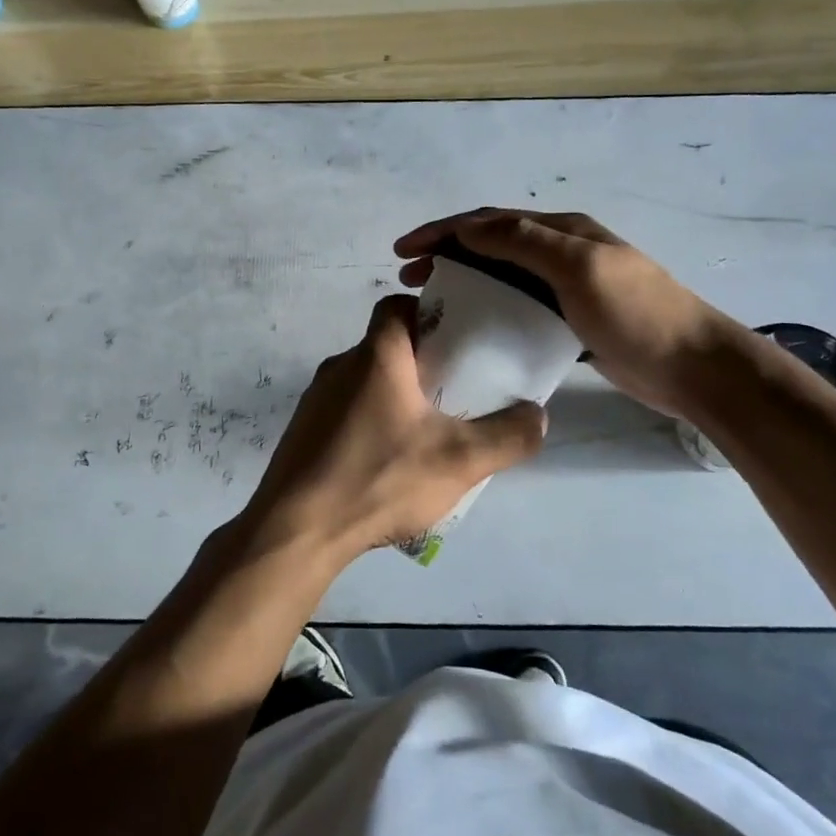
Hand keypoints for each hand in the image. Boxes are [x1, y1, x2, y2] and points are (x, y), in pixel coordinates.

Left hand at [241, 295, 546, 562]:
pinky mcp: (303, 431)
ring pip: (365, 381)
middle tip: (454, 392)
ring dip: (395, 395)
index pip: (396, 306)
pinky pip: (345, 412)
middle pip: (385, 346)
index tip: (456, 338)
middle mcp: (339, 367)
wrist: (297, 530)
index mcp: (375, 356)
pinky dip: (370, 422)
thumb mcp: (459, 461)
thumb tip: (538, 415)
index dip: (427, 312)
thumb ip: (507, 436)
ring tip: (426, 432)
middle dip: (421, 362)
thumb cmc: (379, 479)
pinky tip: (387, 462)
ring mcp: (315, 400)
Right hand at [395, 209, 735, 418]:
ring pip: (501, 276)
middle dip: (446, 253)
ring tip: (431, 298)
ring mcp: (566, 287)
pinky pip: (517, 306)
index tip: (403, 250)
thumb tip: (469, 227)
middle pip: (491, 244)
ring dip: (463, 279)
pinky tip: (472, 326)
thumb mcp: (578, 267)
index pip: (489, 221)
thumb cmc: (635, 313)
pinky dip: (488, 308)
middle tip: (408, 276)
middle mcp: (560, 252)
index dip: (443, 230)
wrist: (692, 367)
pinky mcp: (569, 321)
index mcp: (562, 231)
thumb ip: (524, 242)